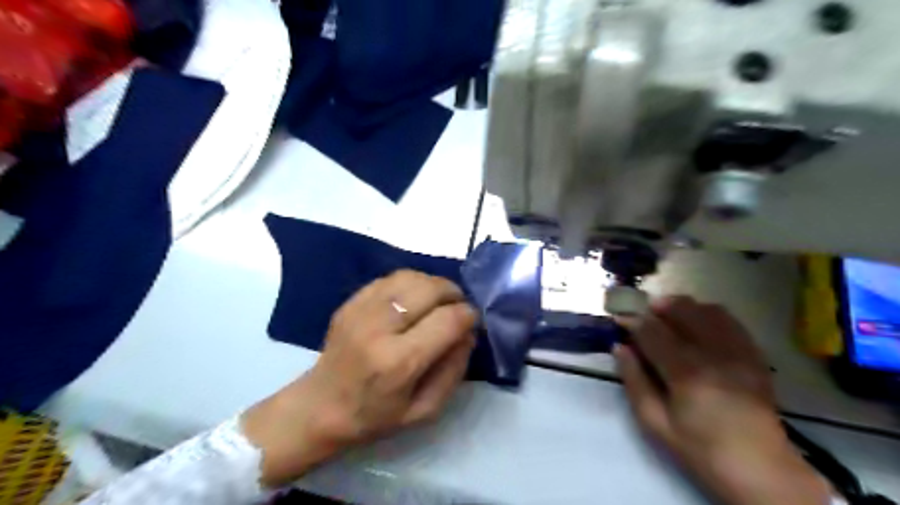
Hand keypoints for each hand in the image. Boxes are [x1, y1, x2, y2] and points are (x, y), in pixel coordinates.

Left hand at [239, 273, 478, 487]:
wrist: (319, 407)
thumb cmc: (375, 416)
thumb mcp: (425, 409)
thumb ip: (454, 369)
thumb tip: (468, 332)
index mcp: (398, 362)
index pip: (447, 320)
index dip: (468, 315)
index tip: (473, 320)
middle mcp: (378, 329)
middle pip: (429, 289)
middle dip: (454, 294)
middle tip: (458, 306)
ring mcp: (361, 310)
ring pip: (411, 277)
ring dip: (434, 284)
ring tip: (439, 300)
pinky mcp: (351, 302)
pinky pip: (391, 278)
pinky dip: (412, 283)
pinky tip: (414, 298)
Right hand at [616, 297, 832, 504]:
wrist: (760, 469)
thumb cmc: (700, 449)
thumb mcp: (655, 422)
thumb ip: (634, 381)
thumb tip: (619, 348)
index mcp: (686, 372)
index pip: (653, 332)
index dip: (632, 321)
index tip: (619, 319)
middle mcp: (714, 354)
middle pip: (682, 310)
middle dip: (657, 306)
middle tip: (643, 314)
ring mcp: (739, 352)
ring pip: (707, 310)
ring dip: (683, 307)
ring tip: (669, 316)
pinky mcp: (754, 356)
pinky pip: (730, 321)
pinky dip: (709, 314)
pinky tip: (697, 324)